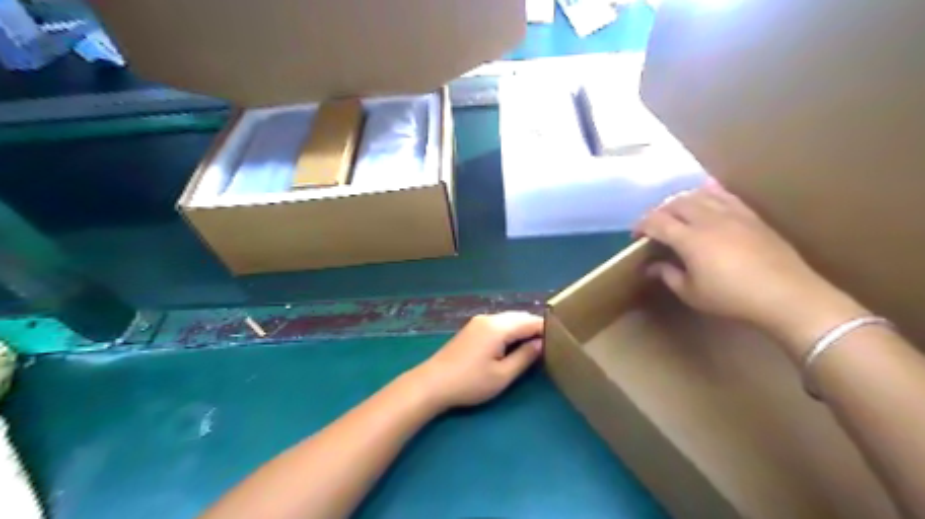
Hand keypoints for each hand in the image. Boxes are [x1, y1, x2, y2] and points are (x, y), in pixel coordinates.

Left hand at [409, 313, 543, 412]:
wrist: (433, 383)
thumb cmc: (470, 382)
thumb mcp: (502, 375)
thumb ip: (525, 357)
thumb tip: (541, 343)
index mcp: (498, 327)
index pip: (530, 321)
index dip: (547, 330)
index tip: (561, 340)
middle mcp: (489, 318)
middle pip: (519, 317)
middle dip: (535, 328)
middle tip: (551, 344)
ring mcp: (478, 321)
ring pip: (509, 319)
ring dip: (522, 328)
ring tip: (535, 345)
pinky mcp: (472, 328)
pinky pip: (498, 323)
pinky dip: (510, 330)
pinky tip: (514, 344)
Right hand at [633, 185, 863, 350]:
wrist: (787, 296)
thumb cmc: (732, 298)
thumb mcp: (691, 293)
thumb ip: (668, 275)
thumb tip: (652, 266)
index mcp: (690, 239)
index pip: (657, 222)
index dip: (641, 225)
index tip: (635, 236)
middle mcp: (708, 219)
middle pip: (675, 203)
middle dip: (658, 211)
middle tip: (653, 226)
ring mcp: (732, 214)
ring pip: (699, 195)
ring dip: (681, 201)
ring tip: (675, 212)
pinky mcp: (750, 216)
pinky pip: (725, 195)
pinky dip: (709, 192)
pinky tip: (705, 192)